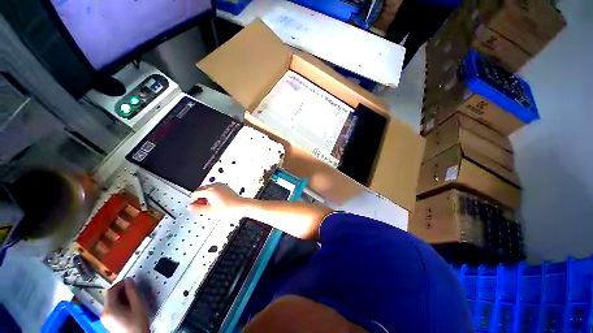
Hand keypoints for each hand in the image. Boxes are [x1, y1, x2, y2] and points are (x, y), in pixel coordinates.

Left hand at [101, 278, 148, 332]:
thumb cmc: (137, 323)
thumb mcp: (138, 306)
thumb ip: (133, 292)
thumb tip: (130, 280)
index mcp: (109, 309)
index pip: (111, 291)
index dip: (120, 284)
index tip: (130, 281)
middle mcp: (104, 313)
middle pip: (110, 296)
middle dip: (121, 291)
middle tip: (132, 288)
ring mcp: (105, 319)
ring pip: (111, 302)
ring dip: (120, 297)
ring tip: (132, 297)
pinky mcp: (108, 322)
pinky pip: (111, 308)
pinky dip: (119, 304)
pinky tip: (128, 306)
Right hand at [188, 183, 244, 215]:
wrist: (238, 205)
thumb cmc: (227, 207)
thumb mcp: (209, 211)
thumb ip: (197, 209)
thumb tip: (190, 207)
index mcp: (210, 190)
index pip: (195, 193)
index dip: (193, 200)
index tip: (194, 206)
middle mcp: (215, 185)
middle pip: (201, 190)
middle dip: (199, 198)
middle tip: (201, 206)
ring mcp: (220, 185)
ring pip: (208, 189)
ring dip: (206, 196)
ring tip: (209, 204)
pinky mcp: (224, 186)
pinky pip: (214, 188)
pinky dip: (212, 194)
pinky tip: (215, 201)